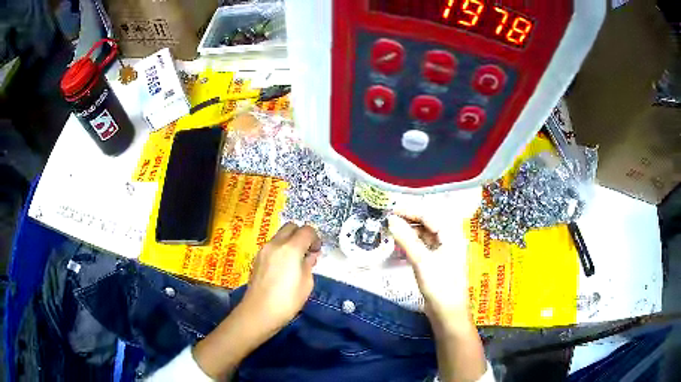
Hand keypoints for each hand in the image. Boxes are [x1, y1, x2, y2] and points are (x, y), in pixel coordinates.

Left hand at [193, 223, 320, 379]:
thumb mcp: (306, 284)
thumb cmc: (287, 301)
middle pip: (291, 227)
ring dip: (290, 241)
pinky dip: (281, 249)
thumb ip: (308, 265)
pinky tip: (283, 267)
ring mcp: (263, 250)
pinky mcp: (257, 258)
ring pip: (280, 235)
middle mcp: (275, 244)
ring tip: (295, 261)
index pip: (307, 230)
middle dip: (302, 235)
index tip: (317, 252)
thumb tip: (309, 256)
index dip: (315, 238)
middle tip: (307, 252)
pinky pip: (272, 245)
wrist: (258, 313)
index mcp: (290, 249)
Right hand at [389, 195, 487, 381]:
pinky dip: (411, 244)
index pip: (429, 214)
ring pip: (424, 235)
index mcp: (451, 235)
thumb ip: (406, 238)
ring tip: (390, 231)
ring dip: (408, 232)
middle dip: (408, 220)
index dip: (410, 211)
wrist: (448, 313)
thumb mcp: (421, 261)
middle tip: (388, 220)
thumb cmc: (439, 285)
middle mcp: (449, 239)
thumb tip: (390, 220)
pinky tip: (399, 246)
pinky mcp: (436, 262)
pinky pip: (423, 246)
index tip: (390, 210)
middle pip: (427, 223)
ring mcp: (443, 251)